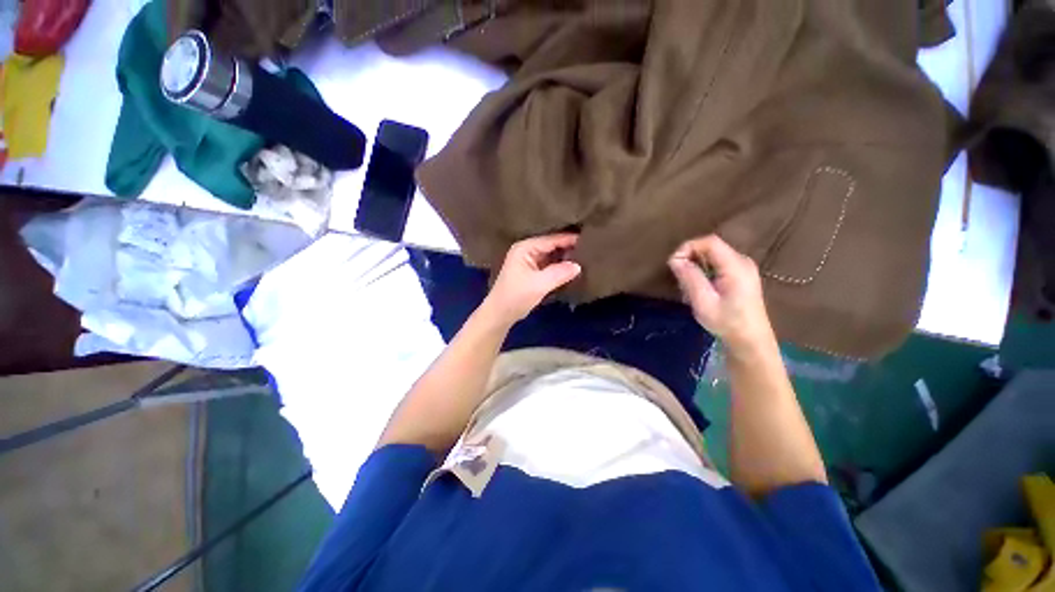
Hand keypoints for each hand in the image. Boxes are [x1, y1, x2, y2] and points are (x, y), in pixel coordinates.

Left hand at [483, 234, 581, 325]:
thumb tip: (578, 265)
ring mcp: (529, 261)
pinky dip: (559, 266)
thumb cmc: (516, 296)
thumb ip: (559, 273)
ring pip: (551, 255)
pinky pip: (549, 264)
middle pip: (551, 245)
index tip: (588, 239)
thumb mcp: (539, 284)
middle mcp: (527, 250)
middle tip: (589, 248)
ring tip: (585, 256)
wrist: (501, 314)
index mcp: (525, 248)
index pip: (551, 239)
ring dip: (565, 257)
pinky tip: (573, 268)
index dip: (569, 239)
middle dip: (568, 247)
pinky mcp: (532, 271)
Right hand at [668, 235, 773, 350]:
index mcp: (736, 266)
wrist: (751, 341)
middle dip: (690, 259)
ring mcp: (743, 268)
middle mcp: (742, 261)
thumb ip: (690, 278)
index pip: (709, 242)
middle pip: (710, 248)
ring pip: (712, 257)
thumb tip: (675, 260)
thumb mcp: (703, 302)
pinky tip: (700, 290)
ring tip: (689, 289)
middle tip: (680, 280)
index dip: (688, 247)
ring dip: (695, 268)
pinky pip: (717, 265)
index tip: (673, 264)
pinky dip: (703, 273)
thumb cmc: (727, 323)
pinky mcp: (741, 276)